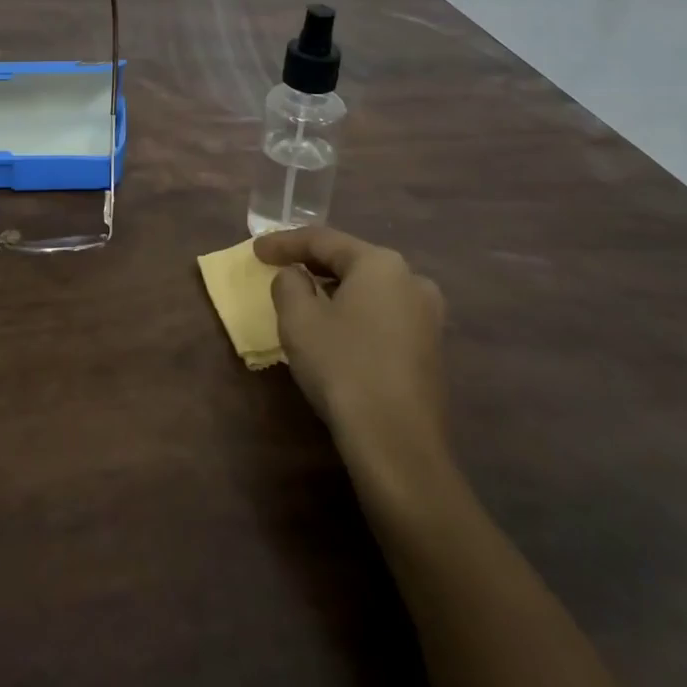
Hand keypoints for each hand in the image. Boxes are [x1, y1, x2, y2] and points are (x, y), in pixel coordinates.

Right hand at [255, 226, 448, 462]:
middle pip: (350, 260)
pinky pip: (383, 314)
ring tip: (304, 297)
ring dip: (334, 289)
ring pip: (369, 289)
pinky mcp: (430, 348)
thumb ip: (289, 283)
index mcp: (380, 263)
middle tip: (279, 268)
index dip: (284, 242)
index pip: (323, 240)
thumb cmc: (343, 368)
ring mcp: (427, 315)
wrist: (398, 445)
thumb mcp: (299, 320)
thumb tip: (296, 276)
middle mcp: (411, 279)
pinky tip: (336, 329)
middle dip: (312, 263)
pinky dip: (355, 312)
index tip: (255, 251)